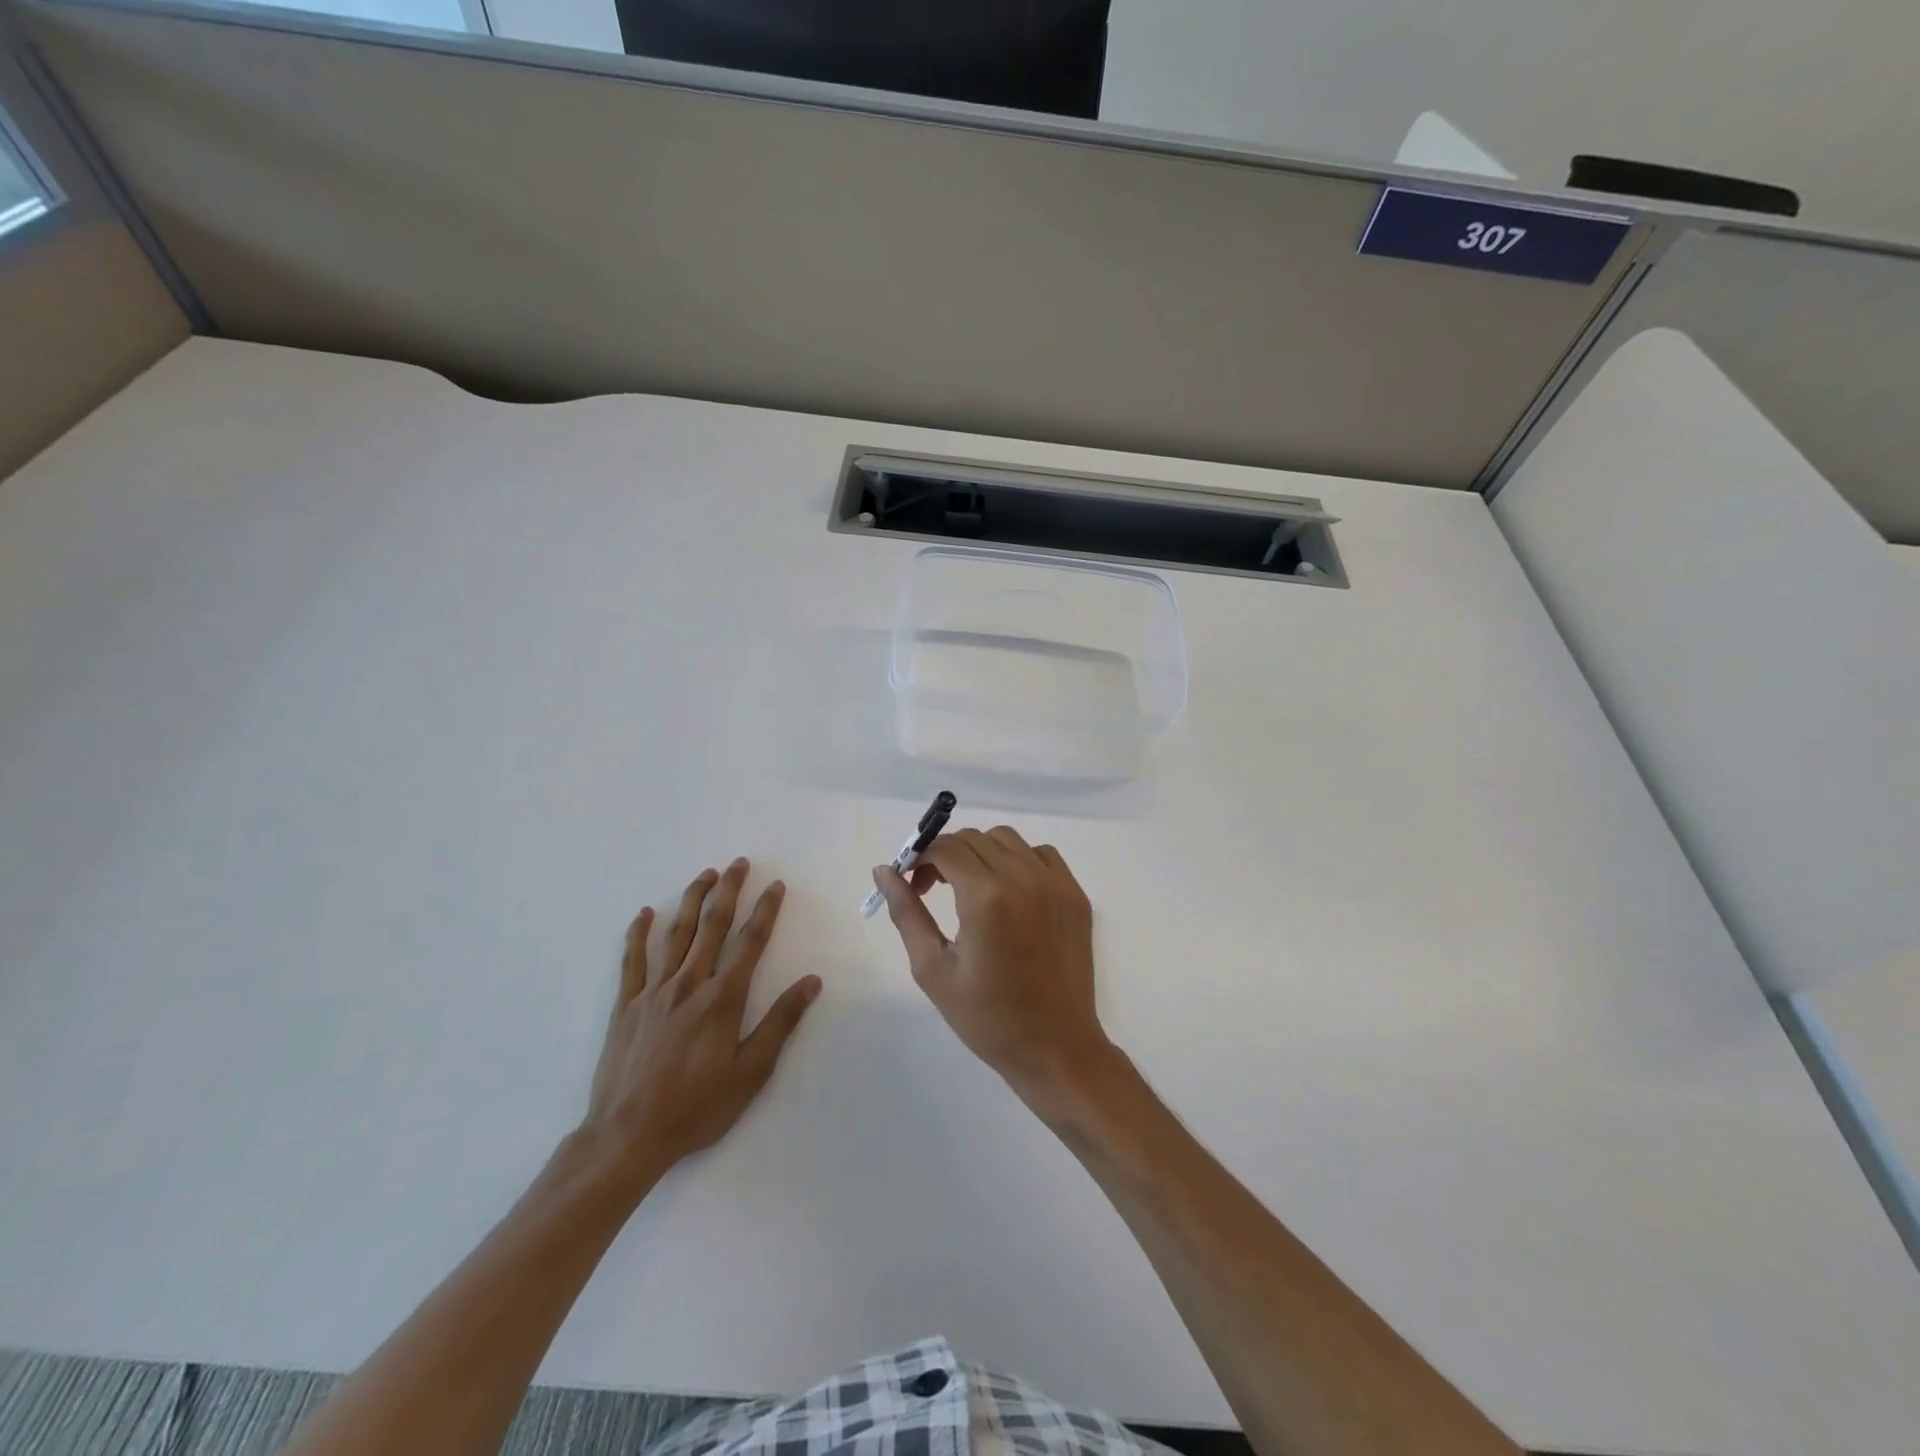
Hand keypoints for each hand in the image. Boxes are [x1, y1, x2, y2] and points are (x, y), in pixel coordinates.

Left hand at [580, 859, 820, 1190]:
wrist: (628, 1136)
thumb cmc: (698, 1107)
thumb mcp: (751, 1072)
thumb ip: (780, 1022)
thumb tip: (811, 982)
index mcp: (723, 998)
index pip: (750, 942)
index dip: (765, 911)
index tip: (775, 886)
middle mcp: (689, 984)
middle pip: (712, 926)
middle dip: (729, 891)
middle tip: (739, 863)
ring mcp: (654, 992)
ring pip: (675, 934)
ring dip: (691, 900)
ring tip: (705, 875)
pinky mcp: (626, 1006)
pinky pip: (632, 961)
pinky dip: (638, 934)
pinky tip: (643, 914)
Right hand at [871, 826, 1111, 1100]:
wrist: (1055, 1047)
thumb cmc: (987, 1018)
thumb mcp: (933, 969)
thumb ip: (907, 912)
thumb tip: (883, 870)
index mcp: (986, 897)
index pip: (946, 848)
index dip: (921, 857)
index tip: (912, 883)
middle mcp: (1024, 878)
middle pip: (974, 839)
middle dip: (946, 855)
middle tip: (933, 889)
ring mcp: (1056, 883)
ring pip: (1008, 840)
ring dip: (981, 853)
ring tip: (970, 889)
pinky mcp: (1075, 894)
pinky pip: (1041, 855)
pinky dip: (1018, 860)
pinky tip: (1008, 893)